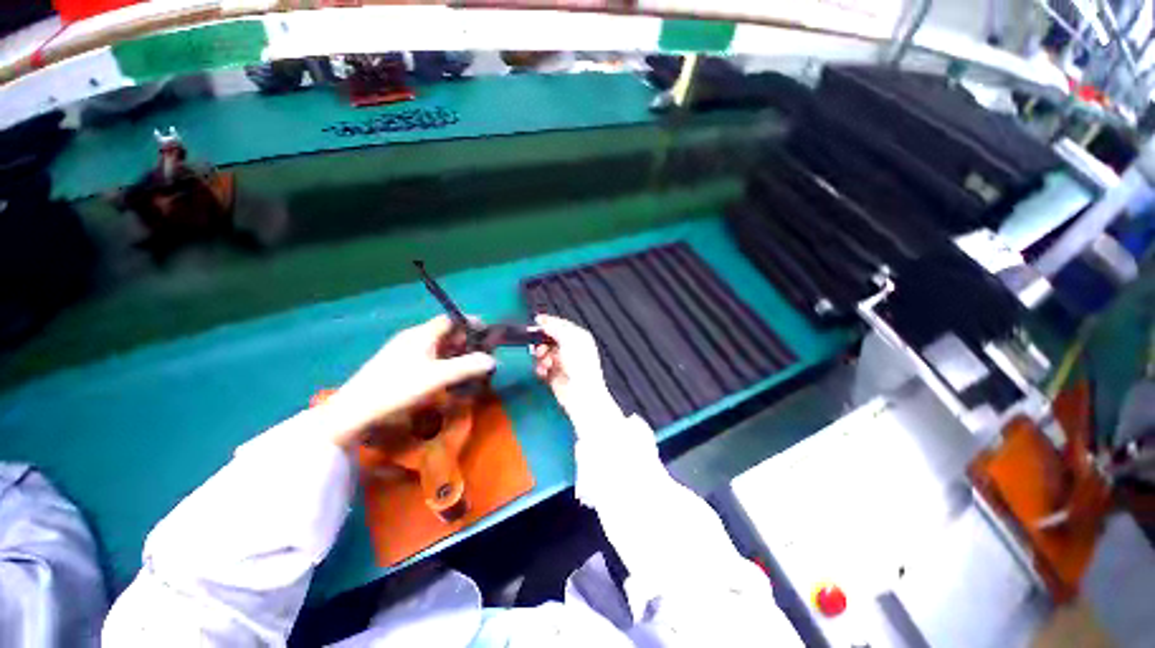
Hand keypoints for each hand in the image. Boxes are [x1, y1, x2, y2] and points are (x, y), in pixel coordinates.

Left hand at [323, 316, 494, 447]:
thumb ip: (468, 366)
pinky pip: (427, 355)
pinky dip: (442, 361)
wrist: (354, 410)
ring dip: (454, 352)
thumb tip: (493, 360)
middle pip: (445, 331)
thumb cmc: (399, 388)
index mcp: (422, 334)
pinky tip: (445, 376)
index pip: (451, 319)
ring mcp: (402, 350)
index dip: (471, 323)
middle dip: (465, 340)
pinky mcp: (396, 364)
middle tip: (481, 353)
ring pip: (436, 345)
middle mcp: (412, 337)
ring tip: (467, 366)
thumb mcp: (438, 377)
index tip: (487, 333)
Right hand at [531, 314, 620, 430]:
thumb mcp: (569, 339)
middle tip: (539, 348)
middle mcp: (570, 347)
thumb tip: (541, 319)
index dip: (548, 322)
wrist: (581, 393)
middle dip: (541, 342)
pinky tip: (544, 371)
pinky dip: (540, 368)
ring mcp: (562, 361)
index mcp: (578, 336)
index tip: (535, 321)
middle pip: (549, 338)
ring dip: (540, 356)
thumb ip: (554, 327)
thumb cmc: (580, 364)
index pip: (560, 324)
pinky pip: (541, 366)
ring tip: (545, 362)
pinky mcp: (554, 374)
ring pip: (543, 352)